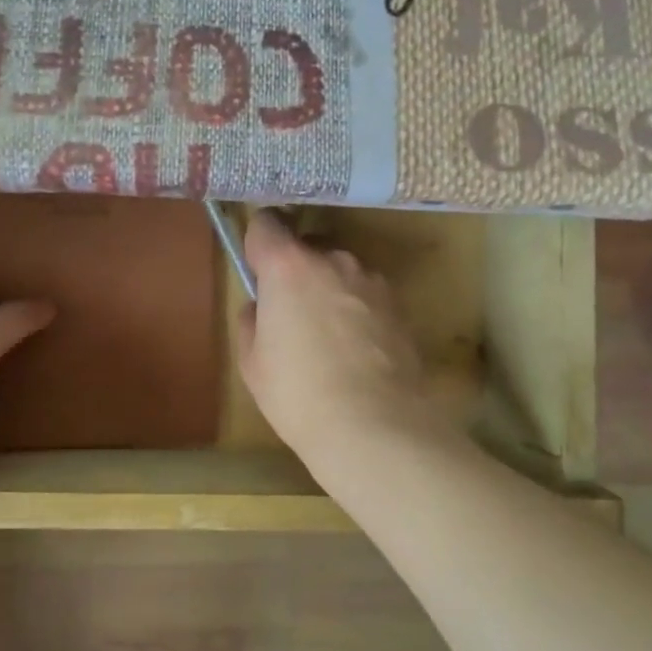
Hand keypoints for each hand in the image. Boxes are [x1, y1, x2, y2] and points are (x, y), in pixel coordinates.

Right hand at [236, 212, 438, 462]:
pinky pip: (365, 295)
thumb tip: (261, 307)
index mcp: (288, 266)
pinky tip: (357, 352)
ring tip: (329, 340)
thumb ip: (252, 320)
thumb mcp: (252, 362)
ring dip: (329, 290)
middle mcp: (333, 260)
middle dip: (296, 271)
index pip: (267, 223)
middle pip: (306, 248)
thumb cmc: (299, 394)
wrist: (376, 427)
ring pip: (339, 272)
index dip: (258, 241)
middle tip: (290, 315)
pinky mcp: (399, 305)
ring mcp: (371, 280)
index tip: (257, 269)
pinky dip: (357, 311)